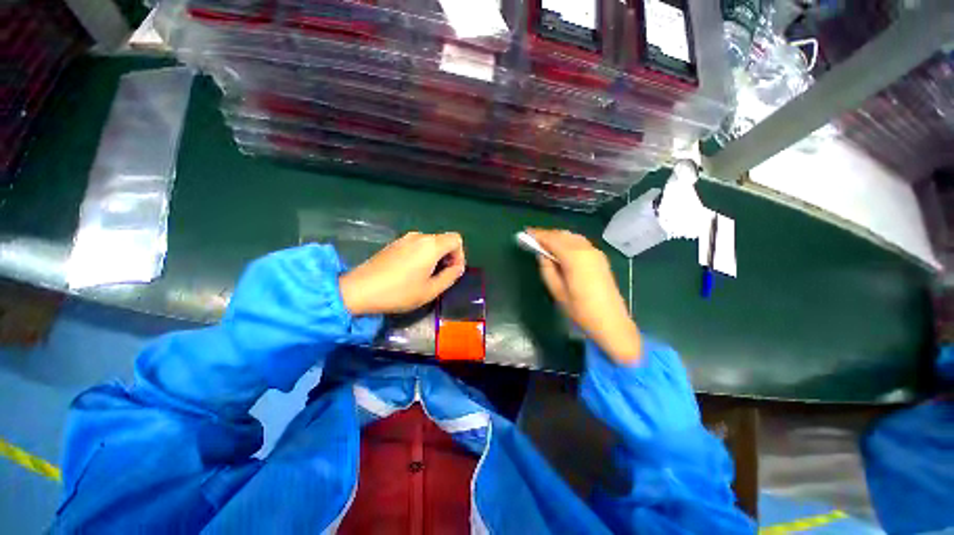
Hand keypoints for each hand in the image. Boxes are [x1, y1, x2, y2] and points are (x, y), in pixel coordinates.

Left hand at [339, 232, 465, 315]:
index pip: (456, 239)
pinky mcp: (394, 244)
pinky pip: (416, 246)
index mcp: (431, 245)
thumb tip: (457, 267)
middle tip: (440, 278)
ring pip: (430, 244)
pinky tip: (411, 273)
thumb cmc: (399, 292)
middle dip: (447, 257)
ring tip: (426, 277)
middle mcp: (419, 236)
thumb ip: (450, 276)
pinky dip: (422, 256)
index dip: (459, 255)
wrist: (359, 290)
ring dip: (434, 258)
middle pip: (443, 240)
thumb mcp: (431, 290)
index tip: (452, 272)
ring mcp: (404, 238)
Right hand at [528, 229, 641, 363]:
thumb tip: (541, 254)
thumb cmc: (580, 310)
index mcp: (575, 258)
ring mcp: (595, 253)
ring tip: (544, 243)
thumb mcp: (557, 291)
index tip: (526, 233)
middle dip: (547, 234)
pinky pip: (580, 242)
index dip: (538, 235)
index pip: (553, 240)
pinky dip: (568, 241)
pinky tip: (561, 249)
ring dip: (557, 237)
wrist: (610, 322)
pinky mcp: (600, 258)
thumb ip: (547, 269)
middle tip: (533, 238)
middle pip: (563, 235)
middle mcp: (586, 250)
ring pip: (572, 237)